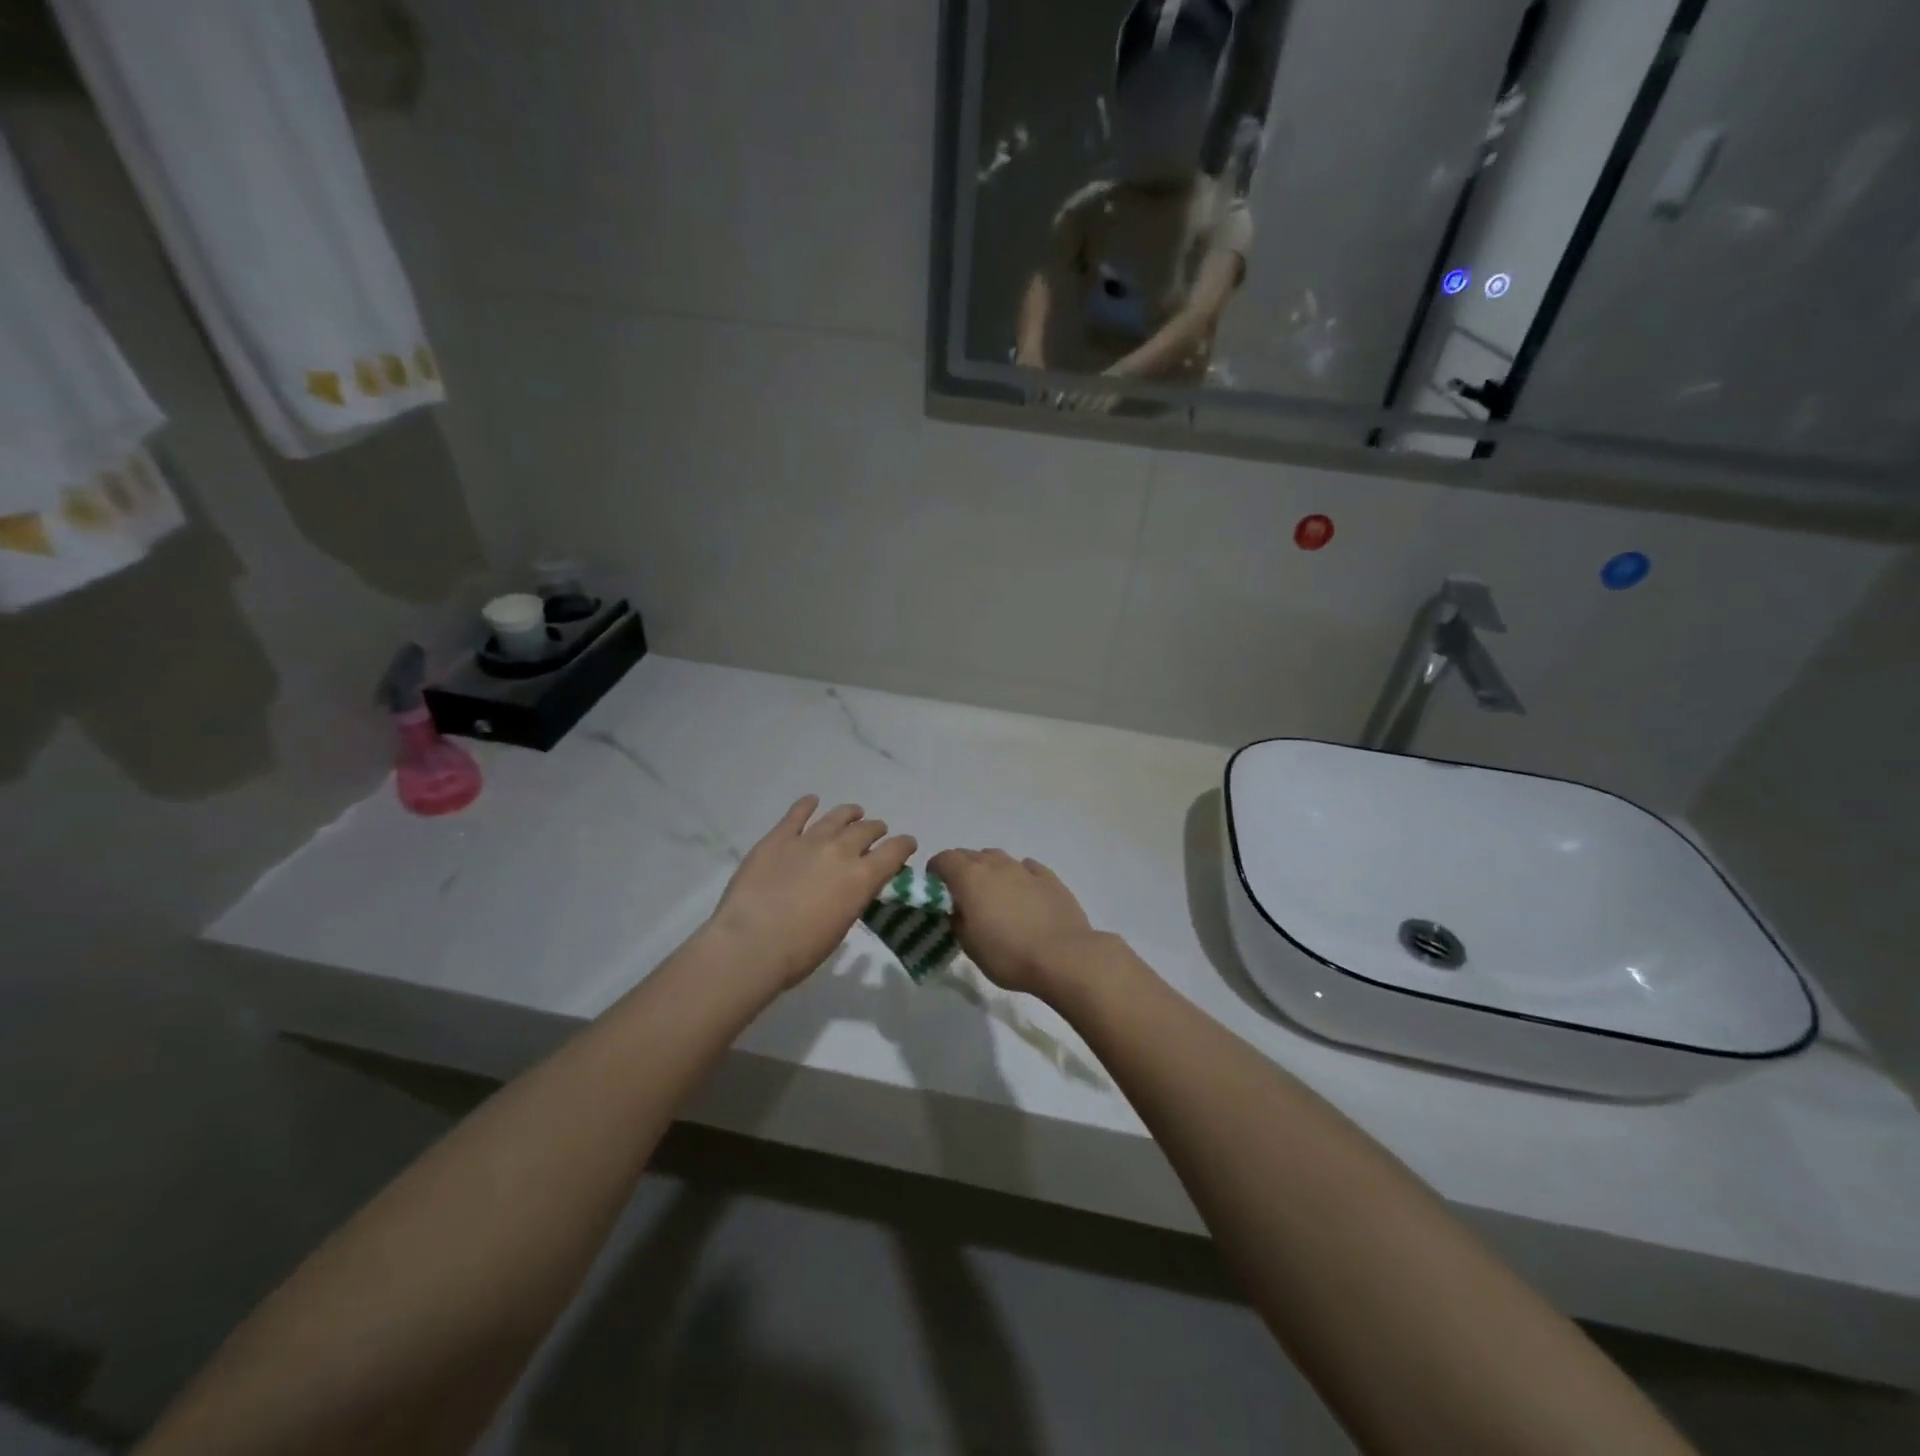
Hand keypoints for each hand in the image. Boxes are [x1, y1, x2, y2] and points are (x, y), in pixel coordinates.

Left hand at [705, 797, 915, 989]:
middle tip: (876, 832)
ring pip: (837, 816)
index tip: (907, 844)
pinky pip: (796, 814)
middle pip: (866, 829)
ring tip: (854, 812)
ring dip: (849, 814)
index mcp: (862, 878)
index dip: (904, 845)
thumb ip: (852, 899)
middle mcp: (841, 851)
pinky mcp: (778, 838)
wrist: (751, 943)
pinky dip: (806, 805)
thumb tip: (853, 887)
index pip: (894, 851)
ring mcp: (808, 840)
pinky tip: (811, 800)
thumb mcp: (841, 927)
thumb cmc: (800, 951)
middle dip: (875, 829)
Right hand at [927, 848, 1117, 999]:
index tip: (936, 888)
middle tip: (963, 895)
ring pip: (999, 858)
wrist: (1063, 956)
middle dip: (962, 869)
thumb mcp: (969, 946)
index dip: (936, 871)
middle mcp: (996, 864)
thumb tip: (957, 909)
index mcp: (970, 877)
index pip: (944, 858)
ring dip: (990, 871)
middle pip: (971, 855)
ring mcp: (1024, 868)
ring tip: (994, 895)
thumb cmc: (1008, 954)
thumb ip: (957, 920)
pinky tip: (1022, 893)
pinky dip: (1018, 876)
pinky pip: (1026, 868)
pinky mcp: (1049, 877)